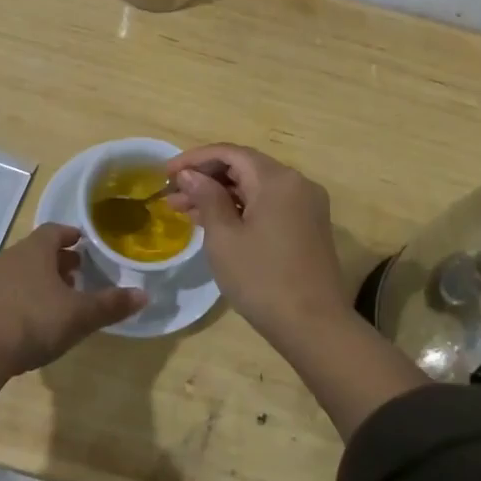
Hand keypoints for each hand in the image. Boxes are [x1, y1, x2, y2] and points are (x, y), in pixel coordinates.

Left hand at [0, 224, 145, 374]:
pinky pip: (4, 291)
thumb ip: (111, 304)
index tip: (82, 243)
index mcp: (35, 249)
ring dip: (37, 279)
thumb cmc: (35, 321)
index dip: (70, 235)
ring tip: (54, 298)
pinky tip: (29, 319)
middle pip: (36, 250)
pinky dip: (19, 296)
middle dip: (56, 260)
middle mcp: (9, 256)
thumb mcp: (80, 315)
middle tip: (75, 274)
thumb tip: (143, 294)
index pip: (54, 230)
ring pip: (18, 270)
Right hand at [165, 144, 350, 340]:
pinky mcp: (308, 226)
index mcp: (277, 179)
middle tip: (171, 195)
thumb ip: (206, 198)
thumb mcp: (224, 238)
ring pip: (255, 187)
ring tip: (184, 210)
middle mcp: (296, 183)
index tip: (165, 173)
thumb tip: (190, 174)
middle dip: (206, 178)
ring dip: (221, 194)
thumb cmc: (262, 280)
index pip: (230, 153)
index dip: (195, 159)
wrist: (315, 328)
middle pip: (244, 167)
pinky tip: (214, 222)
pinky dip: (241, 208)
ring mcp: (306, 205)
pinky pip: (268, 205)